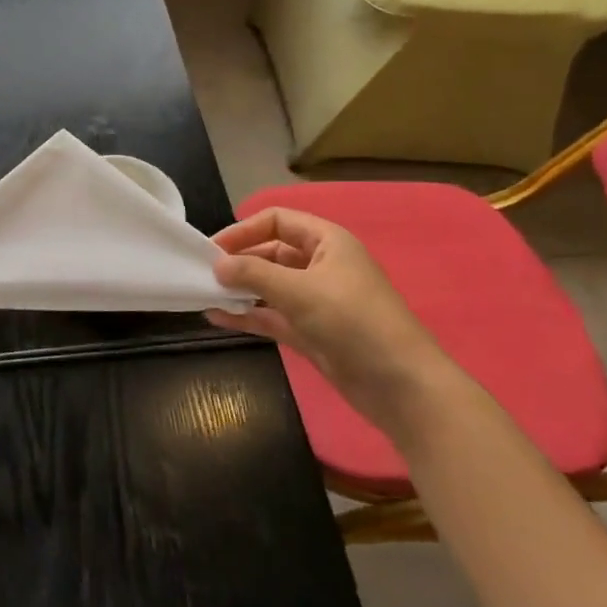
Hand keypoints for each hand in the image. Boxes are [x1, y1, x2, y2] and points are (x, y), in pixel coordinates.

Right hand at [208, 207, 457, 435]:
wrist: (401, 386)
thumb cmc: (353, 322)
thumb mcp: (299, 290)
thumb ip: (254, 274)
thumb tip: (216, 265)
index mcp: (327, 242)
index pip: (277, 220)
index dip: (244, 230)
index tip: (212, 248)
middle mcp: (321, 265)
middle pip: (271, 252)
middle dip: (239, 261)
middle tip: (204, 274)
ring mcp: (316, 301)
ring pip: (269, 286)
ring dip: (240, 290)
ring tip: (204, 295)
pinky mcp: (312, 333)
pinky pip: (272, 316)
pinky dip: (248, 316)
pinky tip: (218, 318)